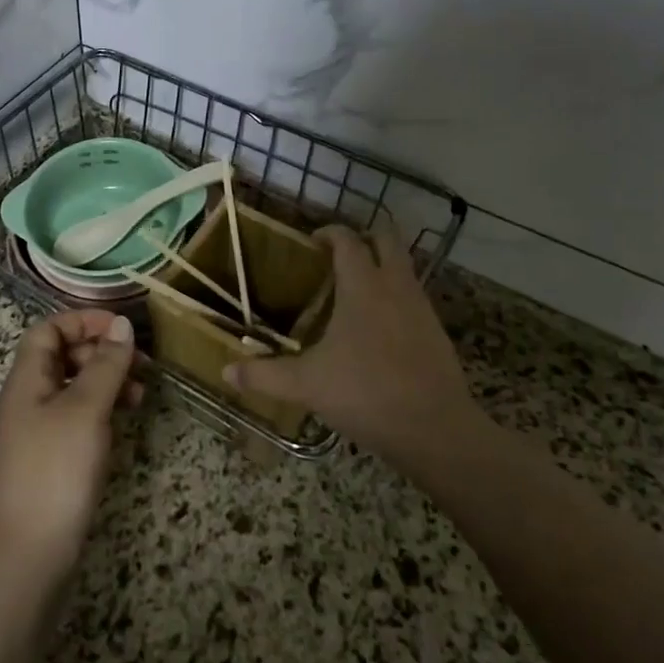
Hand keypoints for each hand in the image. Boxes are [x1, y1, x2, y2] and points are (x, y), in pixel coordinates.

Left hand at [0, 310, 140, 583]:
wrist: (29, 553)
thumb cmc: (56, 469)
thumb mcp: (86, 409)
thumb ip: (106, 364)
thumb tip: (123, 324)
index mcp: (27, 380)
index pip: (48, 330)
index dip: (83, 321)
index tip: (122, 329)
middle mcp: (28, 398)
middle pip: (62, 355)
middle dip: (101, 352)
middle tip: (140, 363)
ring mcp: (39, 430)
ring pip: (74, 387)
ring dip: (107, 381)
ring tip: (140, 394)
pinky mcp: (52, 457)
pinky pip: (78, 416)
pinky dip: (102, 409)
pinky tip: (125, 420)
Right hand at [225, 226, 485, 465]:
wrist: (436, 429)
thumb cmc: (366, 393)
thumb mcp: (307, 384)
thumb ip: (264, 374)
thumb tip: (225, 371)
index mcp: (363, 286)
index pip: (348, 240)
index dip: (329, 232)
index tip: (311, 241)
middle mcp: (395, 286)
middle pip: (387, 238)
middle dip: (364, 237)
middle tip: (337, 256)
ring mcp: (421, 307)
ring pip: (404, 266)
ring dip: (382, 265)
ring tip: (354, 289)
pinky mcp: (437, 331)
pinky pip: (413, 296)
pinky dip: (395, 295)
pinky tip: (377, 327)